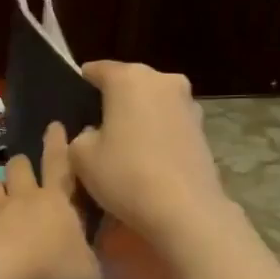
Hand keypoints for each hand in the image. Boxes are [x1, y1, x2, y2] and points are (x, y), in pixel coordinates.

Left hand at [0, 122, 101, 278]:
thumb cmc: (51, 272)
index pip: (60, 166)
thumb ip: (90, 264)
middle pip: (20, 171)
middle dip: (22, 165)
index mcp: (57, 204)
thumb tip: (89, 264)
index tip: (55, 126)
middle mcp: (23, 201)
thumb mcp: (89, 275)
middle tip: (22, 164)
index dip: (58, 146)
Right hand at [69, 62, 230, 243]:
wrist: (185, 209)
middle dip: (116, 98)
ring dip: (140, 115)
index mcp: (129, 78)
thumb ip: (80, 137)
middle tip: (98, 122)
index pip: (99, 69)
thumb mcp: (82, 157)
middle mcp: (162, 80)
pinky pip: (170, 124)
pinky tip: (148, 156)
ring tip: (125, 141)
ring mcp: (188, 104)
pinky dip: (158, 133)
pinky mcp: (203, 129)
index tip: (76, 92)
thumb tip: (94, 134)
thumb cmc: (125, 175)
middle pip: (131, 83)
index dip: (84, 80)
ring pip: (154, 102)